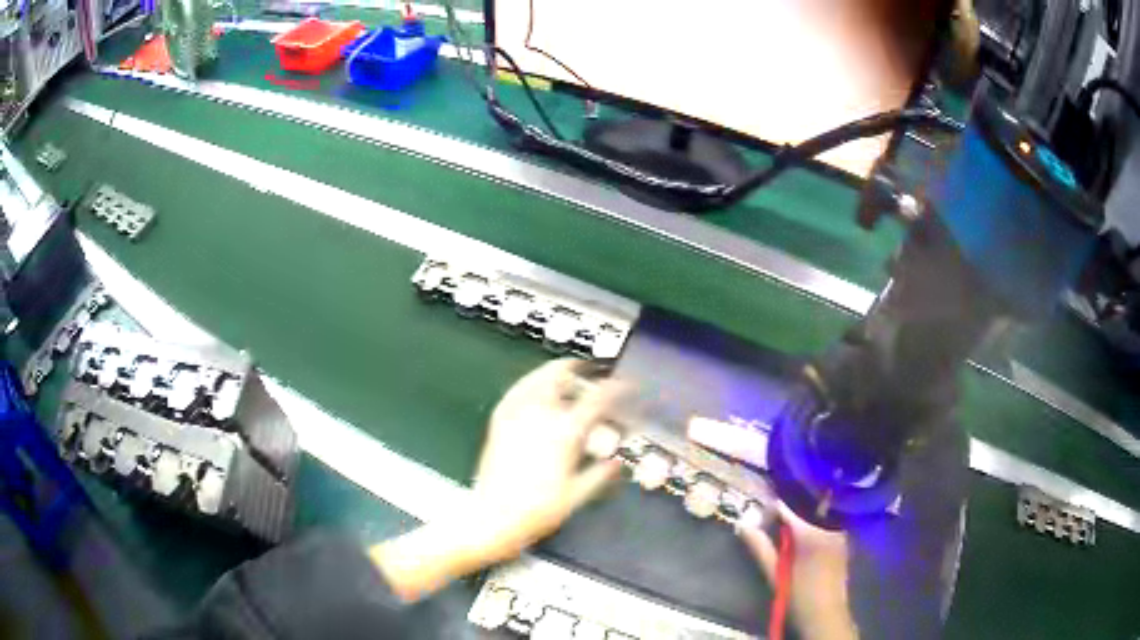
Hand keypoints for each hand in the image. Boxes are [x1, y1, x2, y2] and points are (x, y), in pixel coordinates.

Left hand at [470, 358, 627, 560]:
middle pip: (561, 376)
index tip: (625, 387)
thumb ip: (600, 475)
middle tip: (591, 370)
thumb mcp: (577, 495)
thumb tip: (616, 463)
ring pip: (536, 379)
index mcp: (565, 432)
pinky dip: (528, 383)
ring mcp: (516, 416)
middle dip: (578, 368)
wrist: (493, 517)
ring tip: (564, 372)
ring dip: (553, 371)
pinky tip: (531, 386)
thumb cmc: (537, 510)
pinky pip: (514, 392)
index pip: (597, 400)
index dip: (615, 389)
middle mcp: (540, 416)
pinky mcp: (498, 422)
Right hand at [740, 504, 857, 639]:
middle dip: (788, 509)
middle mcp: (828, 525)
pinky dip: (813, 523)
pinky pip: (826, 522)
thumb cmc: (798, 594)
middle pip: (804, 507)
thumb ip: (760, 547)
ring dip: (801, 515)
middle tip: (770, 516)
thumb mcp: (774, 573)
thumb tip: (743, 525)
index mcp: (810, 532)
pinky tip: (802, 534)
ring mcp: (839, 532)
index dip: (772, 505)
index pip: (788, 507)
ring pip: (816, 514)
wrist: (825, 613)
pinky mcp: (843, 540)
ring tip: (785, 524)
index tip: (759, 506)